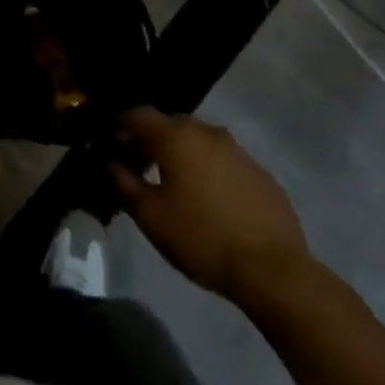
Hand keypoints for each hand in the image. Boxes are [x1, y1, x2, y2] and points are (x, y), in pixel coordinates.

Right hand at [110, 106, 311, 311]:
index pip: (137, 115)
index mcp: (176, 137)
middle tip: (138, 167)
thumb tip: (113, 165)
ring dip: (181, 155)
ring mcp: (238, 150)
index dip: (119, 127)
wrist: (273, 270)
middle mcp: (207, 132)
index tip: (110, 146)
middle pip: (169, 125)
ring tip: (173, 185)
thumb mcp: (151, 216)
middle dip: (150, 141)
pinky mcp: (260, 173)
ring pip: (198, 142)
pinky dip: (208, 170)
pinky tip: (209, 200)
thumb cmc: (202, 238)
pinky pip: (223, 161)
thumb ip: (125, 184)